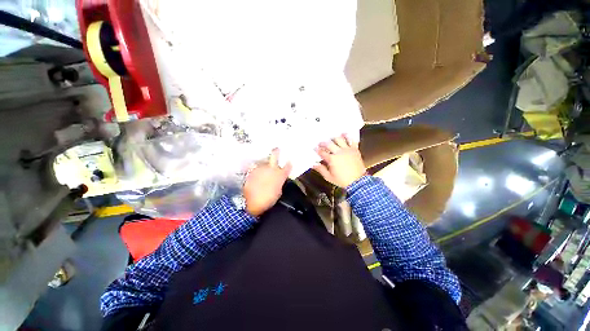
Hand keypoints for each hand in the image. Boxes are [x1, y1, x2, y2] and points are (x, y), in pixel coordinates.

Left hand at [243, 149, 291, 215]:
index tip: (289, 161)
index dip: (289, 163)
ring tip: (263, 167)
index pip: (288, 166)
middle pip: (275, 155)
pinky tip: (256, 174)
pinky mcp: (251, 170)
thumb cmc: (267, 200)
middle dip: (277, 151)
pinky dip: (257, 170)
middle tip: (277, 149)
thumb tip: (278, 181)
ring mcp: (261, 168)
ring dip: (264, 164)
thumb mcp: (277, 193)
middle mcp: (271, 168)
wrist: (249, 201)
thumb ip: (279, 183)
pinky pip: (256, 168)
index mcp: (280, 175)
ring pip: (264, 161)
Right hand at [313, 134, 365, 187]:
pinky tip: (344, 134)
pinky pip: (351, 140)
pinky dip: (348, 136)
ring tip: (331, 138)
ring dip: (334, 138)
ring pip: (339, 139)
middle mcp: (339, 152)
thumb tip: (314, 164)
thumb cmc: (342, 180)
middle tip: (321, 143)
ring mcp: (347, 150)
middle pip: (328, 144)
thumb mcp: (329, 177)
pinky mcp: (354, 150)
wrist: (358, 182)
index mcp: (332, 159)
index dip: (317, 150)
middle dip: (323, 143)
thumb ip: (321, 170)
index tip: (315, 148)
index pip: (322, 152)